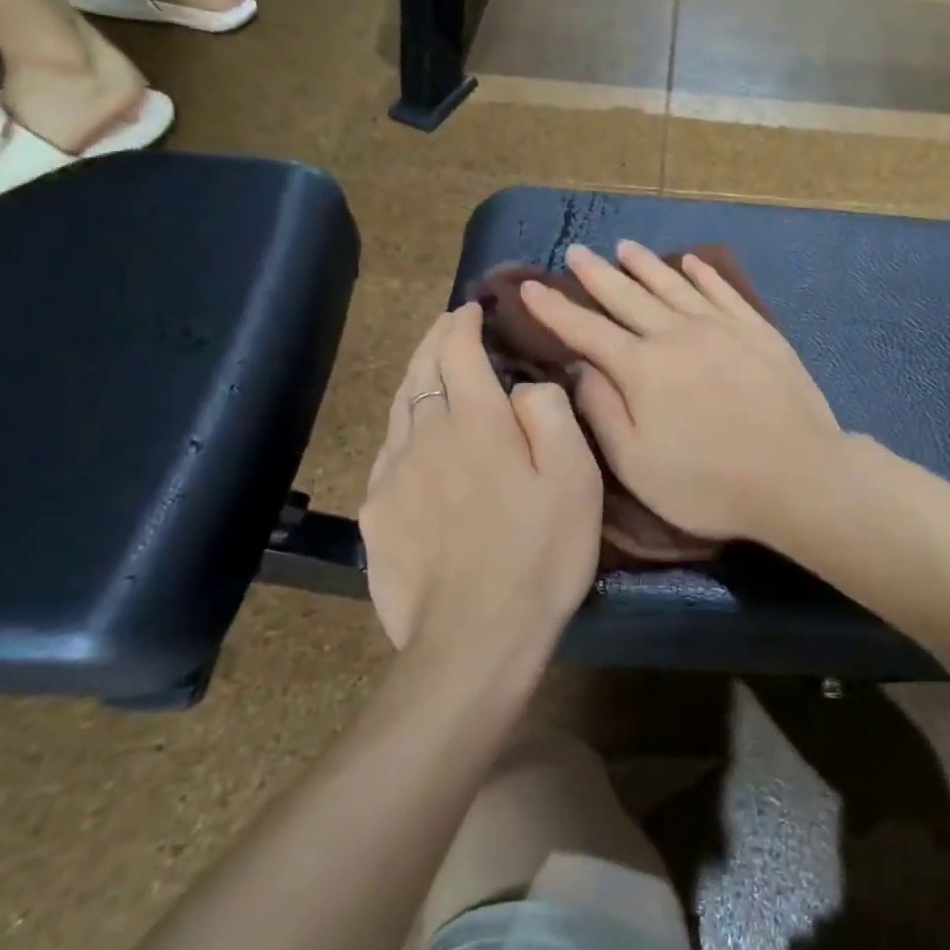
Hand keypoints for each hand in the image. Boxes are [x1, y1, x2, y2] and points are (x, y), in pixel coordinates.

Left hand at [358, 303, 602, 671]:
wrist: (475, 639)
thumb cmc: (539, 553)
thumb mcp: (574, 478)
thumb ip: (550, 414)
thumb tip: (523, 387)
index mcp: (474, 421)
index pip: (457, 351)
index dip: (464, 323)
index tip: (473, 310)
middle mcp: (423, 436)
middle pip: (420, 371)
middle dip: (435, 340)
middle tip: (449, 325)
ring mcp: (391, 476)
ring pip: (398, 409)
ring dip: (415, 378)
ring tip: (429, 369)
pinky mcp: (375, 515)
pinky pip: (387, 452)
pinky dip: (403, 427)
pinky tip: (412, 439)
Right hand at [519, 241, 843, 545]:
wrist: (798, 476)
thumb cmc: (709, 484)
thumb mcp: (638, 463)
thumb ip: (603, 411)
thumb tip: (580, 367)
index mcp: (642, 369)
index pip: (586, 330)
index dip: (554, 309)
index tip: (528, 288)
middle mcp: (677, 335)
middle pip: (628, 296)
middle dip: (596, 275)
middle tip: (575, 252)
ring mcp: (722, 328)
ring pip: (673, 285)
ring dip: (645, 265)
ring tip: (623, 247)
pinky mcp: (758, 331)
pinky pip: (722, 291)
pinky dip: (702, 274)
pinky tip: (690, 262)